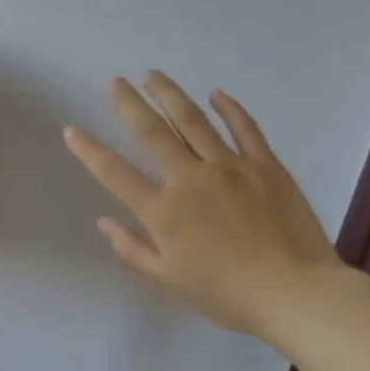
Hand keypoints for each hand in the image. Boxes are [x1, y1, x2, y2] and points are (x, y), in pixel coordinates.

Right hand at [63, 73, 346, 342]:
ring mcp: (229, 167)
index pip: (115, 173)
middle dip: (130, 104)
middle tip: (117, 82)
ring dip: (170, 95)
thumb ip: (133, 250)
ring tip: (154, 75)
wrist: (298, 295)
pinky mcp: (265, 165)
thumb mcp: (170, 281)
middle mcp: (190, 179)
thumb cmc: (229, 295)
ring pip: (193, 120)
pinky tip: (216, 94)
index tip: (71, 129)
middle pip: (152, 132)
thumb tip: (104, 222)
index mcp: (164, 211)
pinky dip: (229, 108)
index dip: (89, 151)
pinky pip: (244, 128)